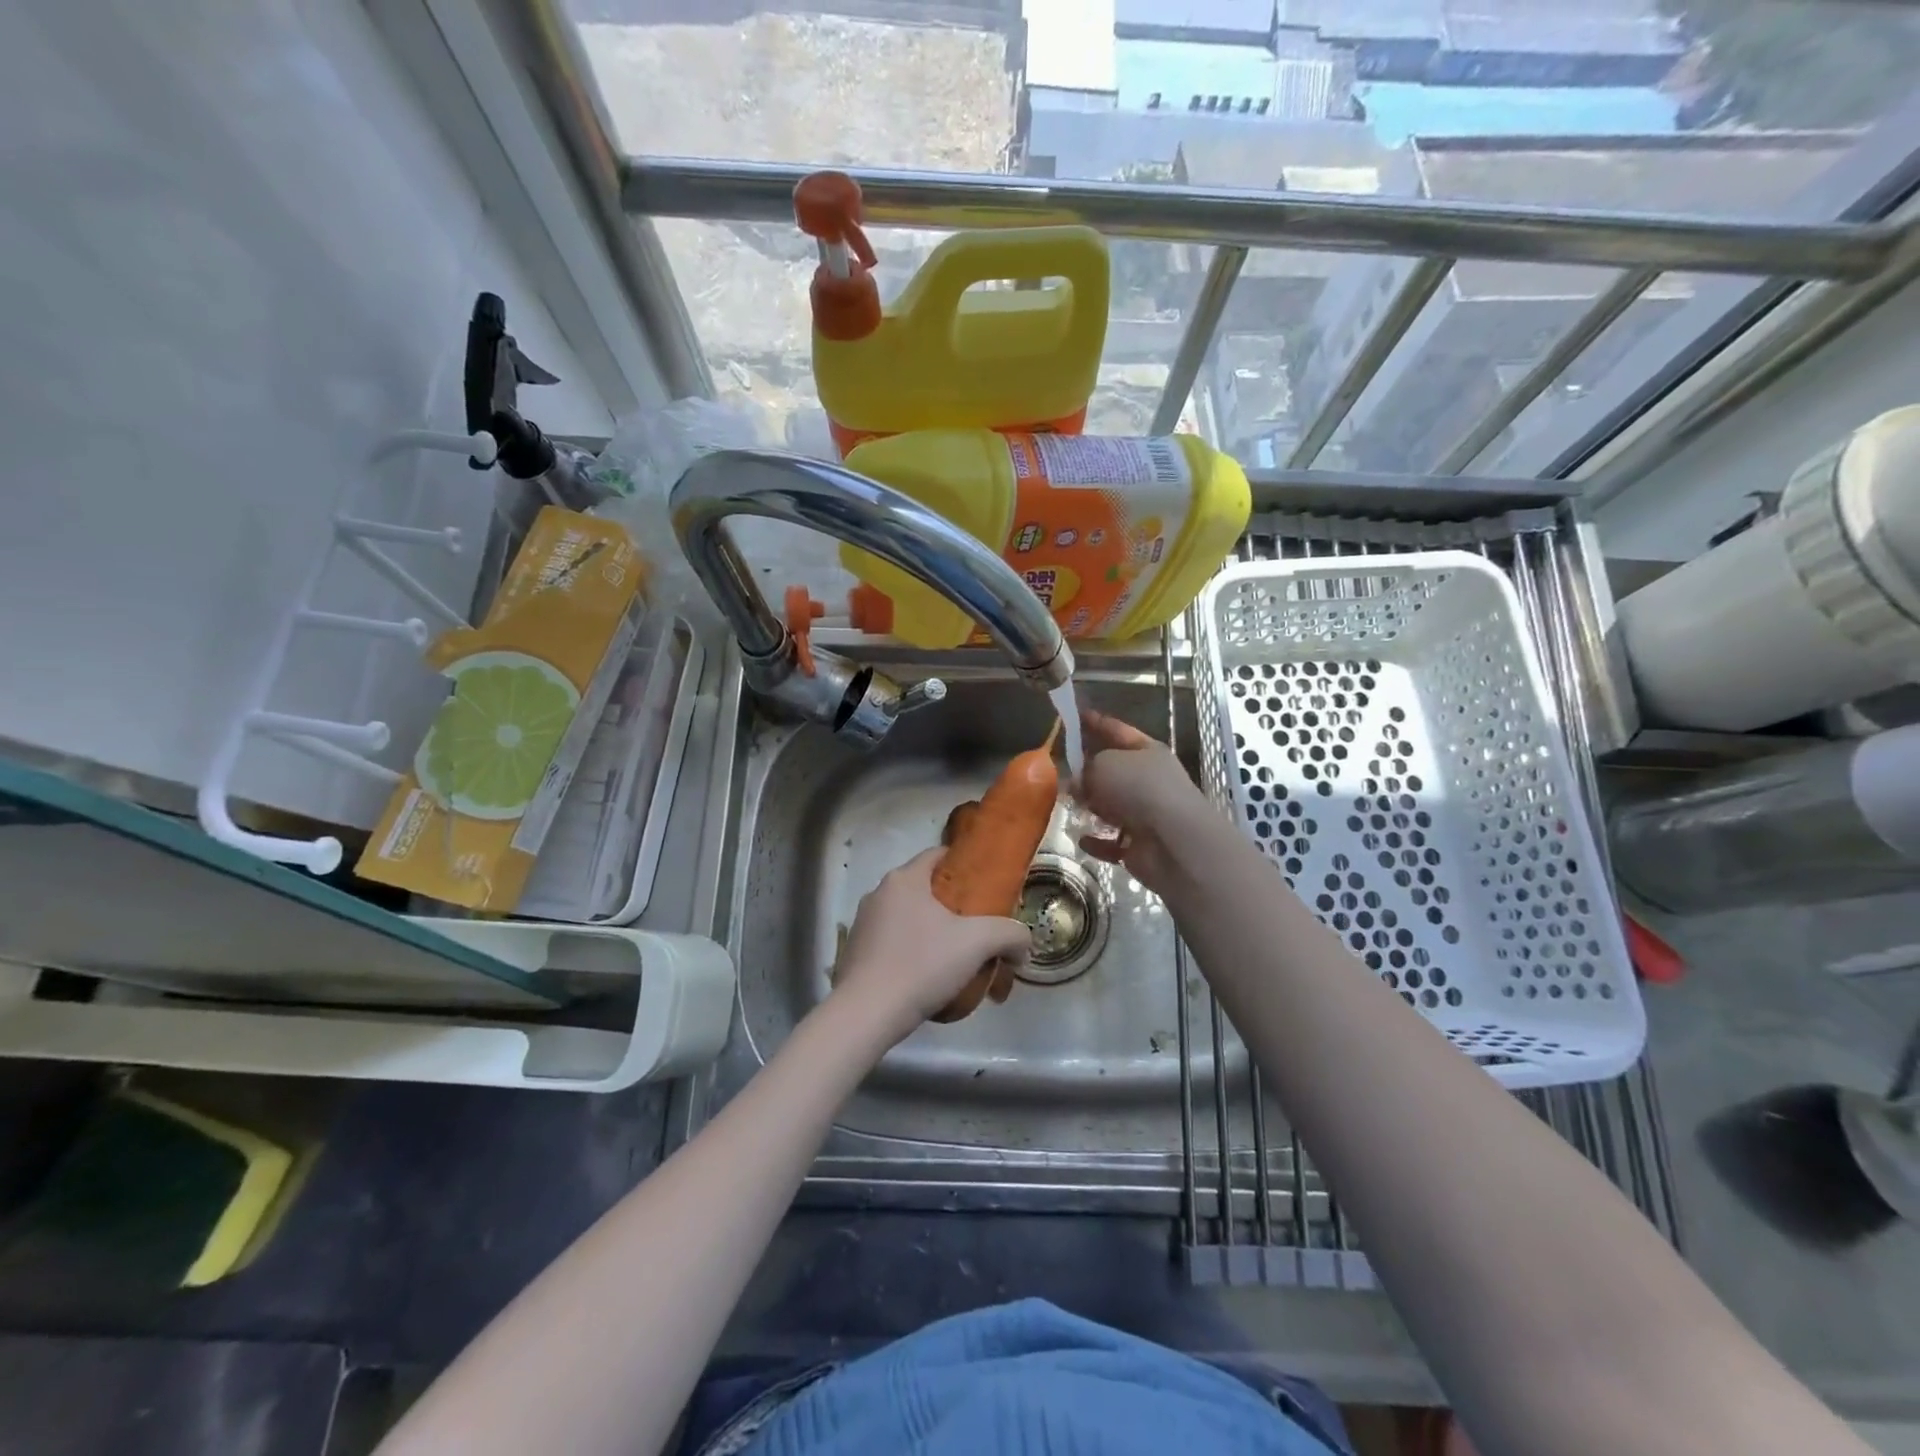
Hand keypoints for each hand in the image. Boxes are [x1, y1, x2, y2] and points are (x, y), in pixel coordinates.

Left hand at [830, 848, 1029, 1047]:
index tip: (985, 884)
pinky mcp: (855, 953)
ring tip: (955, 955)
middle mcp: (878, 894)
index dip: (964, 865)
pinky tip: (927, 976)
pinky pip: (891, 941)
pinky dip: (911, 950)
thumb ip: (1010, 934)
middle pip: (923, 888)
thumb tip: (1022, 945)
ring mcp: (862, 924)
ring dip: (931, 929)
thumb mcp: (978, 943)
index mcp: (904, 880)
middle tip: (977, 925)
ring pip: (907, 916)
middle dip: (951, 904)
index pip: (937, 855)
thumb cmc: (922, 965)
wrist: (866, 1014)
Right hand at [1075, 710, 1211, 892]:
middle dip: (1088, 770)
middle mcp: (1149, 780)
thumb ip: (1085, 767)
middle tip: (1059, 769)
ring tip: (1067, 804)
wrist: (1173, 841)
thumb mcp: (1104, 764)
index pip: (1116, 730)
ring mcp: (1147, 814)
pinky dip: (1097, 841)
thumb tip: (1078, 781)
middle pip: (1113, 770)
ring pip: (1111, 806)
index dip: (1095, 722)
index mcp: (1147, 751)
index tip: (1073, 716)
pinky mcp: (1141, 845)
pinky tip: (1082, 839)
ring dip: (1091, 807)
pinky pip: (1112, 841)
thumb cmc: (1139, 788)